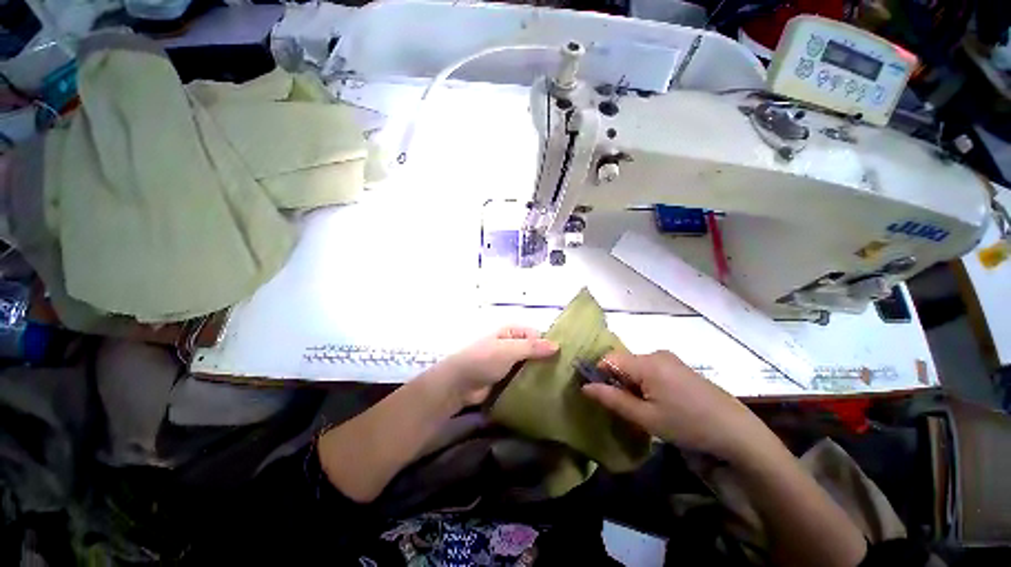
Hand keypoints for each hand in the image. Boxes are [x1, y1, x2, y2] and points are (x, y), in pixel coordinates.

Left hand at [436, 327, 557, 406]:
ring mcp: (509, 363)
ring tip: (559, 384)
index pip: (536, 335)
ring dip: (540, 373)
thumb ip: (531, 347)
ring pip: (530, 365)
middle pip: (534, 350)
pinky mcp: (507, 379)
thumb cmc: (483, 360)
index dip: (548, 344)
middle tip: (564, 374)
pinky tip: (546, 391)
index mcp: (511, 332)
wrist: (459, 385)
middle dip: (546, 360)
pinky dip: (532, 383)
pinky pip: (524, 378)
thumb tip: (556, 345)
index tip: (562, 358)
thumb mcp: (508, 349)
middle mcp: (512, 345)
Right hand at [581, 350, 765, 461]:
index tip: (601, 396)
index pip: (608, 359)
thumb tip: (585, 387)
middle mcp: (656, 354)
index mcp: (646, 362)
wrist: (737, 433)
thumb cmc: (687, 425)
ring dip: (632, 384)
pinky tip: (659, 403)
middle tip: (626, 408)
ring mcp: (670, 359)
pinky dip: (646, 383)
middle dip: (617, 382)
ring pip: (636, 367)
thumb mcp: (646, 418)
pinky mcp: (679, 367)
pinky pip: (651, 369)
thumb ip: (612, 399)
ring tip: (644, 409)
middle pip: (623, 362)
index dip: (599, 375)